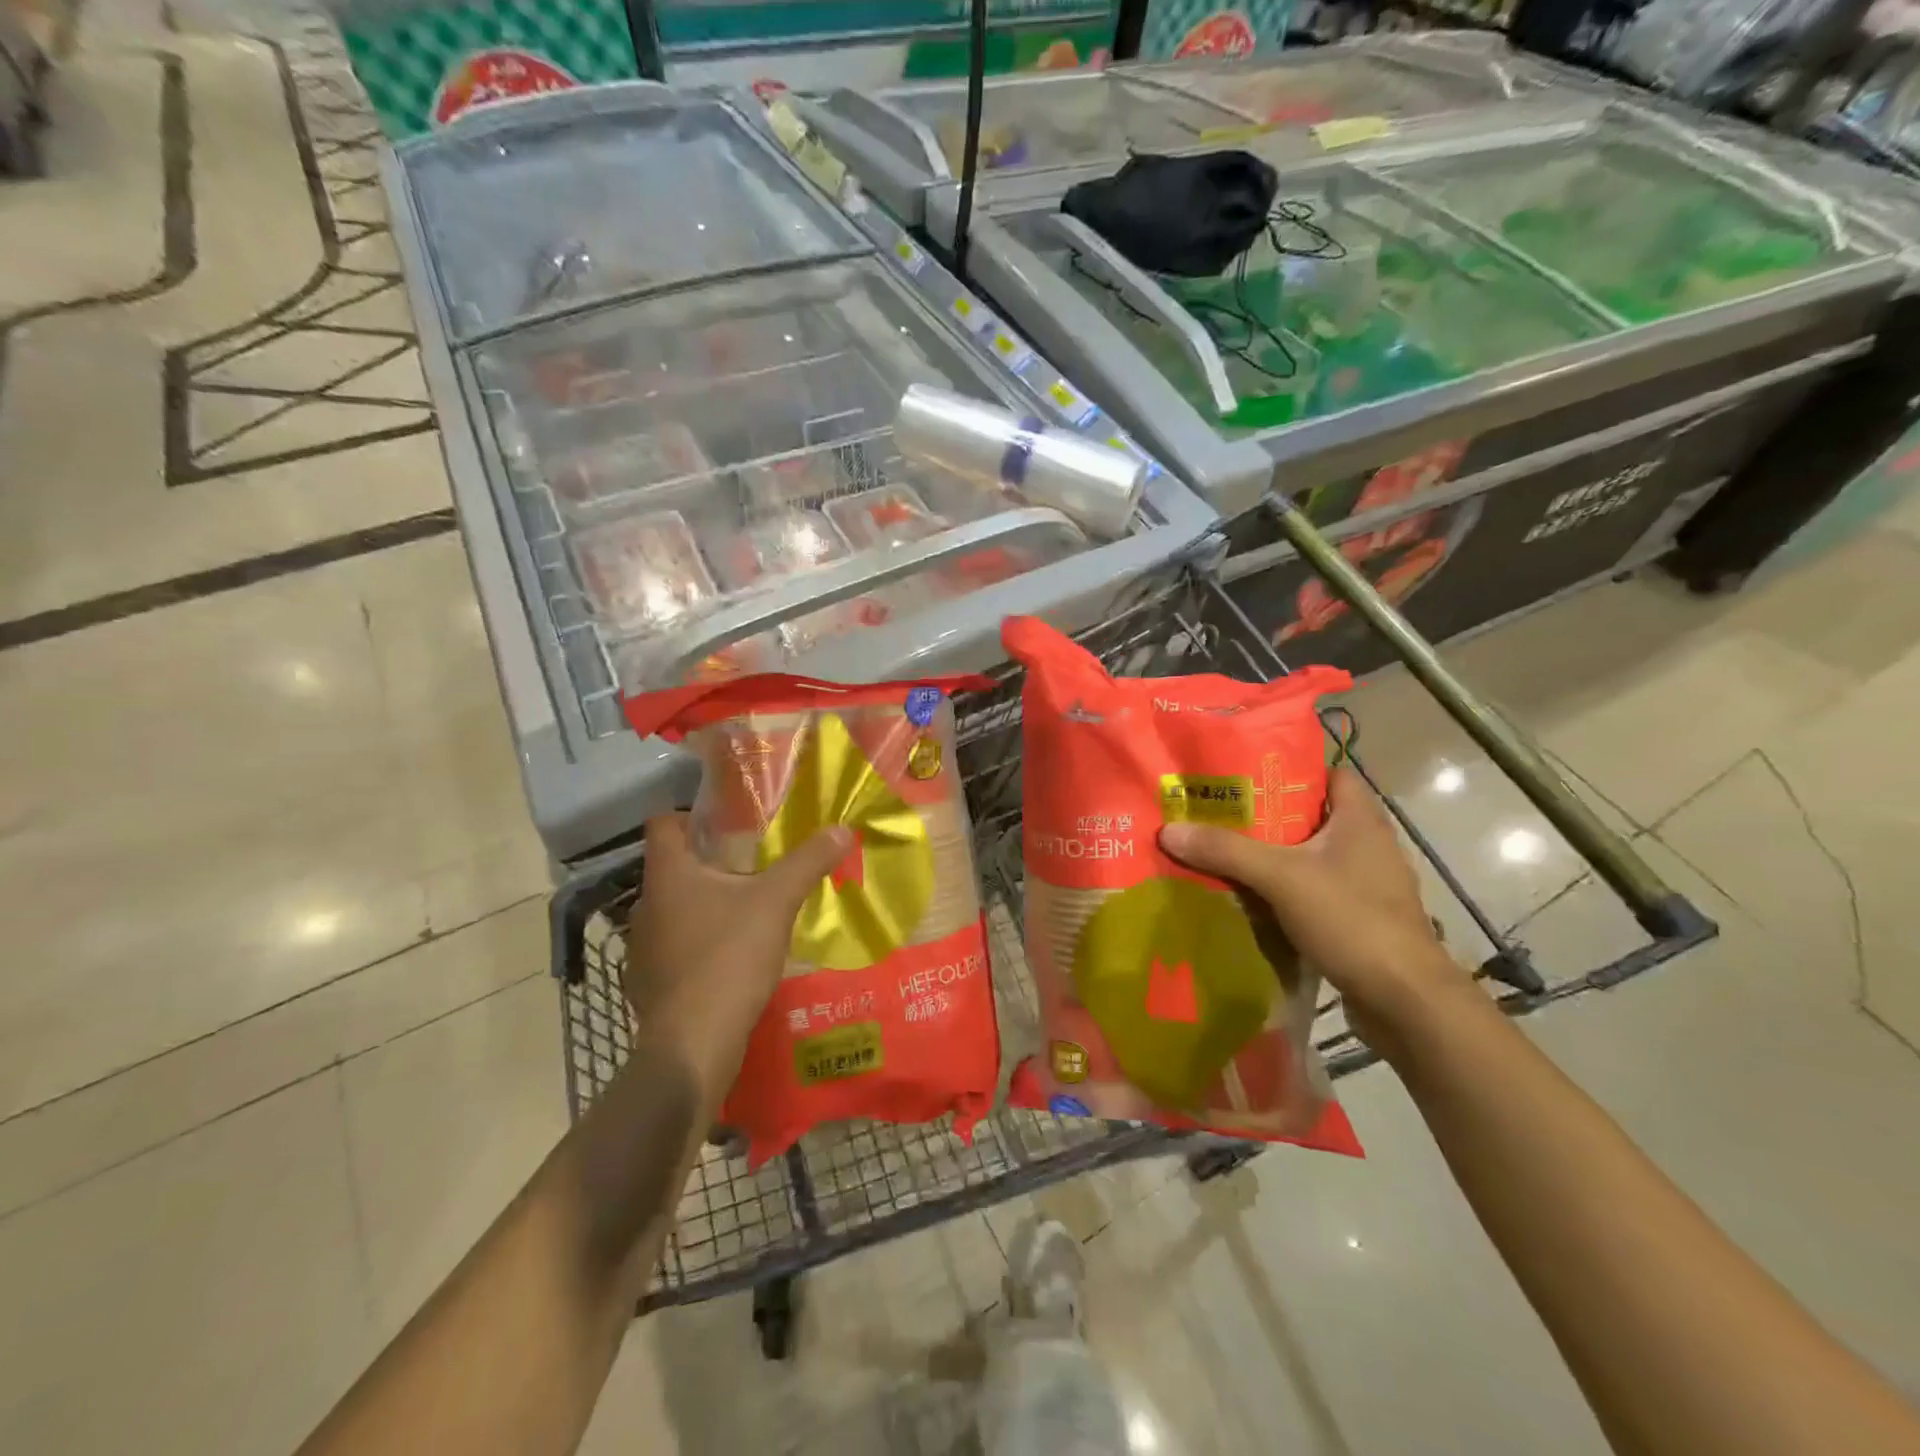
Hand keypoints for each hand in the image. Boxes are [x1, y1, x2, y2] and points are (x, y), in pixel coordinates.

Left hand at [625, 814, 853, 1103]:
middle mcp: (646, 905)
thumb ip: (808, 863)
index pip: (663, 824)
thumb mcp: (777, 902)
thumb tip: (843, 828)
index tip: (725, 824)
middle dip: (708, 864)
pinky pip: (673, 948)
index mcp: (668, 875)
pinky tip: (727, 959)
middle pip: (672, 869)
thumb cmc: (729, 957)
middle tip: (749, 868)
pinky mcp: (648, 983)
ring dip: (702, 906)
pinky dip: (696, 945)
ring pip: (673, 910)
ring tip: (743, 914)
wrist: (693, 1045)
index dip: (689, 816)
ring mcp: (641, 948)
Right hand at [1159, 767, 1473, 1058]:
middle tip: (1219, 816)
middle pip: (1312, 818)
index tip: (1246, 777)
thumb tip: (1169, 829)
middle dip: (1267, 818)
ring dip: (1273, 858)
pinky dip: (1284, 894)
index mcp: (1361, 820)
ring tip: (1225, 855)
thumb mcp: (1280, 877)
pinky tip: (1250, 901)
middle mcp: (1368, 846)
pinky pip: (1314, 893)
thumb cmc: (1351, 920)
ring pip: (1311, 859)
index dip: (1291, 772)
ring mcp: (1367, 886)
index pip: (1330, 775)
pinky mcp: (1360, 921)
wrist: (1405, 1001)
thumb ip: (1226, 850)